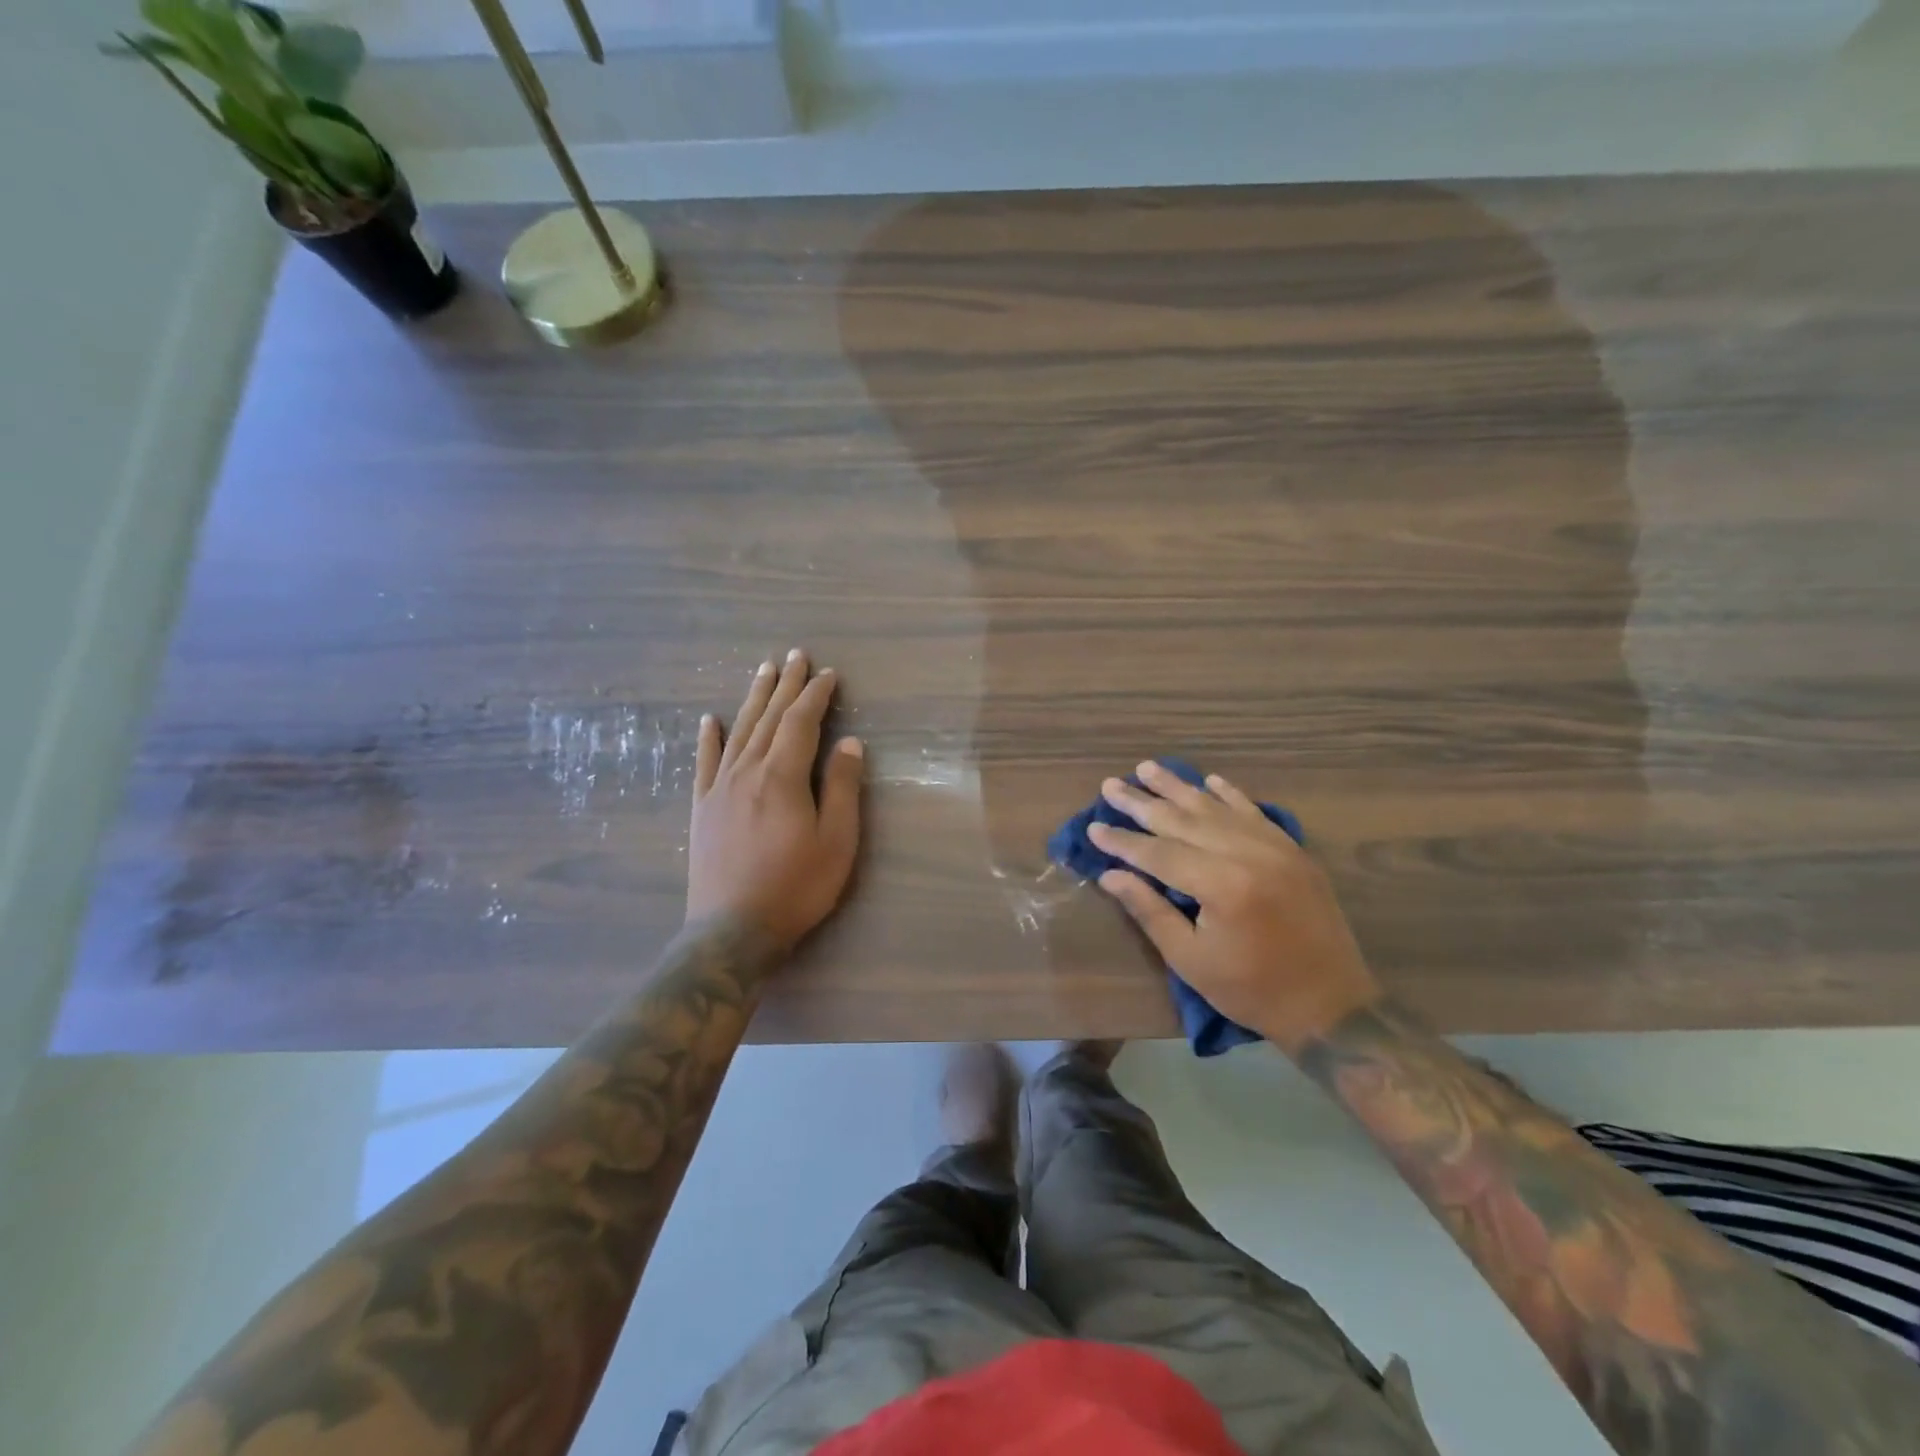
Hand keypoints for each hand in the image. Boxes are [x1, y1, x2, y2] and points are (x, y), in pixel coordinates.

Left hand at [687, 649, 863, 953]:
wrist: (732, 931)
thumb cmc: (796, 887)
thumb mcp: (836, 841)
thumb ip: (843, 788)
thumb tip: (849, 743)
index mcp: (782, 777)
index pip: (801, 723)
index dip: (816, 696)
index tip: (829, 675)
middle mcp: (747, 771)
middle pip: (768, 718)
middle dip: (785, 686)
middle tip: (796, 656)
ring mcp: (719, 789)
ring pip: (739, 732)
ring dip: (753, 699)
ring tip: (763, 671)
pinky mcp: (702, 809)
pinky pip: (704, 763)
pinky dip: (707, 739)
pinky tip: (708, 720)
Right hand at [1092, 761, 1380, 1049]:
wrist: (1331, 1006)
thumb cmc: (1252, 990)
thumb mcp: (1190, 959)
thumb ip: (1150, 911)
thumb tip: (1110, 875)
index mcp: (1222, 886)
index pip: (1159, 853)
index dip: (1123, 841)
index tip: (1093, 826)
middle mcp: (1248, 855)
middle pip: (1184, 821)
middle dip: (1143, 803)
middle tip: (1111, 785)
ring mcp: (1275, 849)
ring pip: (1216, 808)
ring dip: (1179, 787)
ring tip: (1148, 767)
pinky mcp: (1294, 852)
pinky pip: (1255, 813)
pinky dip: (1230, 795)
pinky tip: (1209, 780)